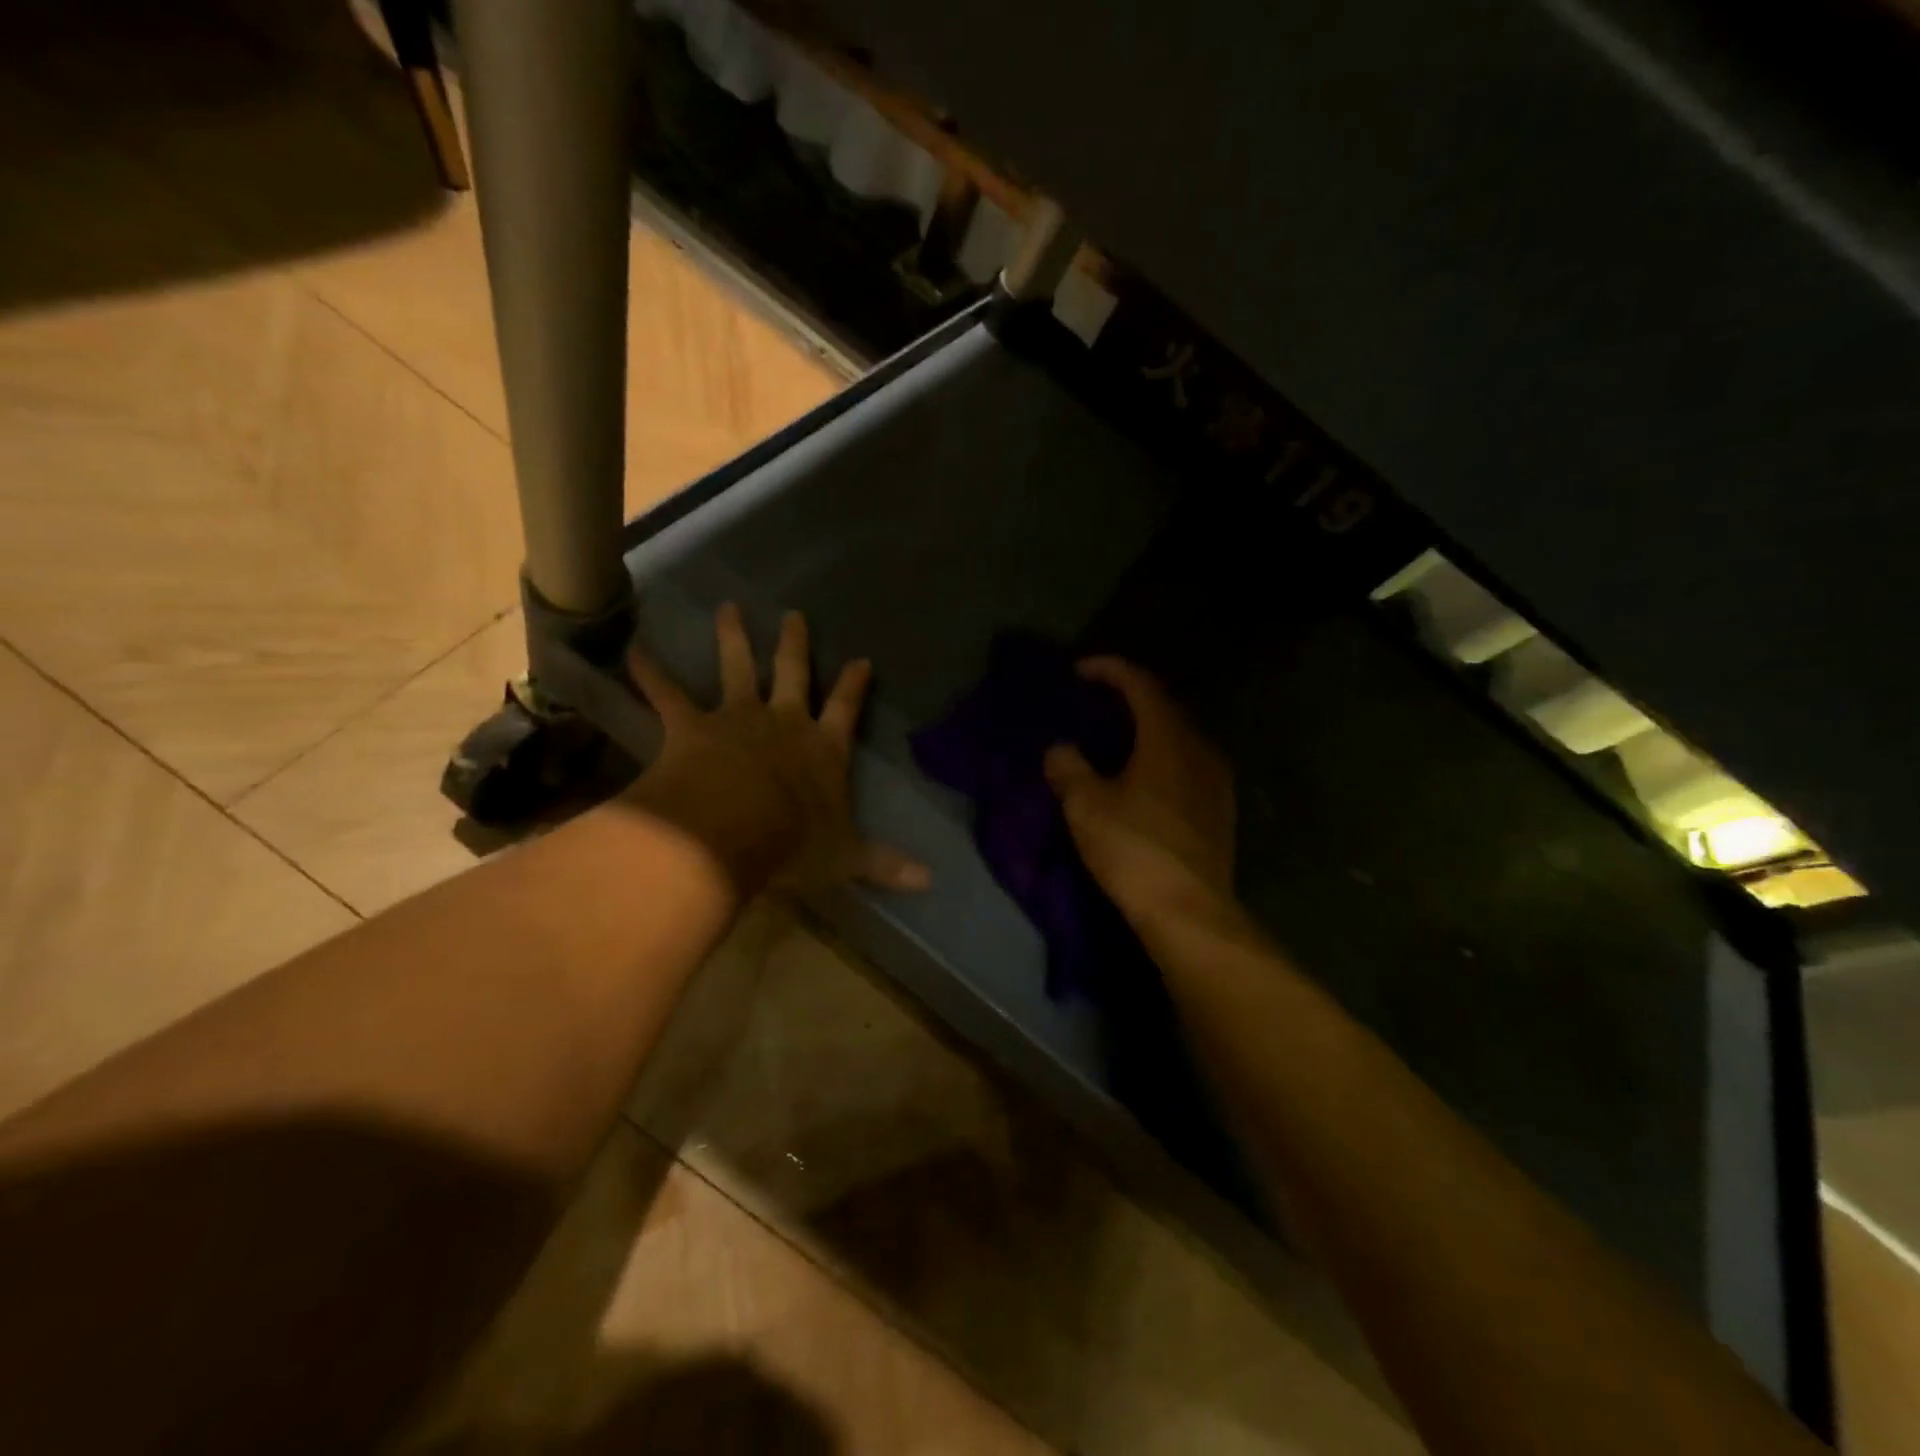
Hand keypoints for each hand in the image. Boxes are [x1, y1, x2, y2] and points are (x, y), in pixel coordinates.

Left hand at [623, 604, 929, 897]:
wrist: (730, 832)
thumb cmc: (792, 843)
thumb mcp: (847, 858)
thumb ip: (885, 864)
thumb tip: (932, 881)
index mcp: (822, 749)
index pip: (846, 710)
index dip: (854, 685)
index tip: (862, 659)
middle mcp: (783, 722)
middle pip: (793, 673)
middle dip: (795, 644)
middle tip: (793, 614)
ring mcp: (736, 718)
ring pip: (736, 668)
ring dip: (732, 637)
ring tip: (727, 607)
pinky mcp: (691, 726)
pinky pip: (667, 694)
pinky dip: (650, 672)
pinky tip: (634, 649)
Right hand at [1044, 658, 1236, 932]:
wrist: (1189, 911)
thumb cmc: (1135, 849)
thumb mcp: (1086, 806)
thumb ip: (1069, 769)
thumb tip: (1060, 750)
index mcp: (1168, 738)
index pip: (1141, 685)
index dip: (1110, 670)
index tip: (1081, 670)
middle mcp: (1200, 750)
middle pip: (1165, 707)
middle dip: (1131, 698)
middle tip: (1098, 703)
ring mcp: (1217, 782)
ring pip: (1180, 738)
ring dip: (1149, 730)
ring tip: (1119, 740)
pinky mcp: (1220, 812)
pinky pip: (1189, 766)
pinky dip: (1163, 758)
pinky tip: (1145, 779)